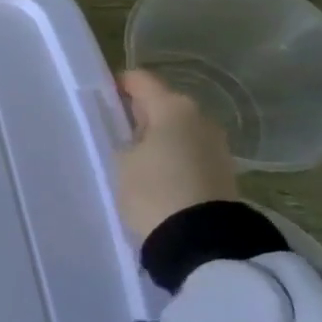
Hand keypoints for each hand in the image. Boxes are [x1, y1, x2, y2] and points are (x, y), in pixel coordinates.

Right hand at [115, 69, 238, 242]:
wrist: (202, 242)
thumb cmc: (153, 190)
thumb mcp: (121, 160)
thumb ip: (123, 137)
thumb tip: (131, 133)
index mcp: (173, 106)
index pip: (140, 80)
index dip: (117, 85)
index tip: (99, 101)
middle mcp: (201, 117)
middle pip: (162, 104)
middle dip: (138, 114)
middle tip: (113, 134)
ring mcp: (216, 145)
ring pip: (177, 129)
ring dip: (156, 138)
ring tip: (132, 159)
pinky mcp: (222, 171)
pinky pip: (189, 152)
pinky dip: (171, 157)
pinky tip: (155, 175)